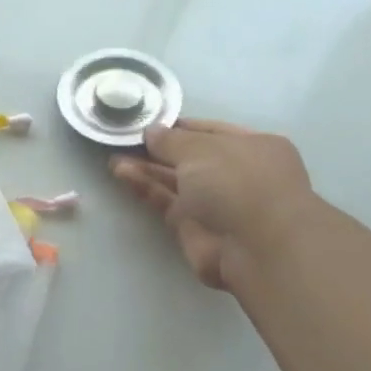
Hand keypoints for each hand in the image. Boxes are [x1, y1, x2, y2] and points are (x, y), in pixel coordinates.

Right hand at [110, 119, 313, 290]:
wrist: (256, 247)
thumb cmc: (238, 182)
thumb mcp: (202, 149)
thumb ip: (171, 140)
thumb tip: (151, 131)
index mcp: (253, 147)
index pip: (210, 131)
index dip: (178, 127)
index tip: (147, 123)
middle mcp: (236, 174)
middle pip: (190, 158)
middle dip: (158, 149)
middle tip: (124, 139)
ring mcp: (215, 203)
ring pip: (175, 181)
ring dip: (146, 168)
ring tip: (114, 156)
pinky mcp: (193, 228)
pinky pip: (166, 201)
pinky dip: (145, 188)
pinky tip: (121, 173)